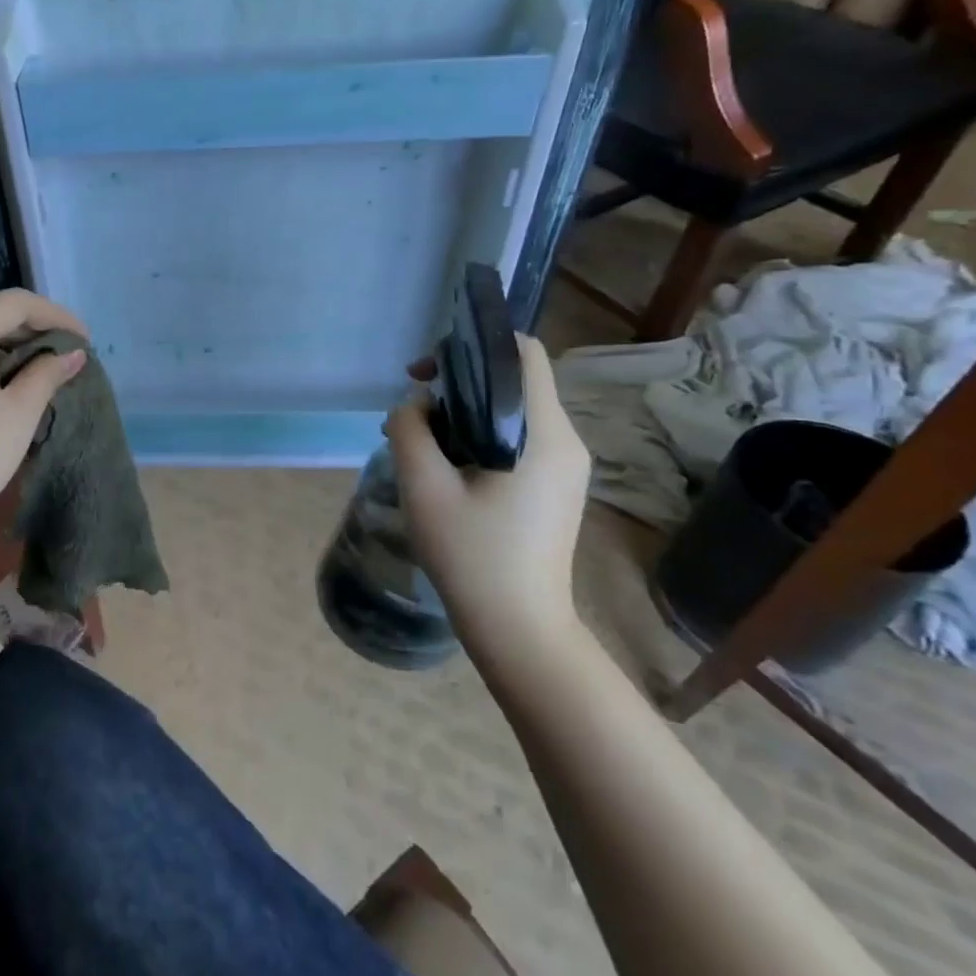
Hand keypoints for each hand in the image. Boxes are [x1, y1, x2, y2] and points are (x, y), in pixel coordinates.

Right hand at [384, 335, 591, 664]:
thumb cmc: (472, 556)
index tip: (428, 373)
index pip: (524, 354)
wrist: (519, 629)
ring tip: (420, 443)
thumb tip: (415, 405)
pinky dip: (478, 437)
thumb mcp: (424, 486)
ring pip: (512, 412)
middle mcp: (565, 442)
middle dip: (459, 384)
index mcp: (544, 434)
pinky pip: (516, 440)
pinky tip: (444, 467)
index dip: (474, 346)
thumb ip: (410, 429)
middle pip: (514, 382)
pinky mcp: (555, 488)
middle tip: (412, 411)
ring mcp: (565, 467)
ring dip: (464, 414)